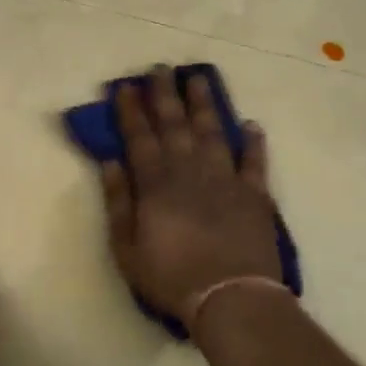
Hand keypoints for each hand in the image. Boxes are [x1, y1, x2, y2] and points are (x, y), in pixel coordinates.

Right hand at [100, 66, 280, 329]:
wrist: (231, 298)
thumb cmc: (171, 277)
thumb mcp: (127, 248)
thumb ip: (118, 203)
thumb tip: (110, 162)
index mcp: (156, 184)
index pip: (139, 137)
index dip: (131, 110)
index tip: (125, 86)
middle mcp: (190, 171)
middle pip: (175, 125)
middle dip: (165, 95)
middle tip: (161, 68)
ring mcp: (225, 180)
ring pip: (212, 132)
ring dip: (204, 104)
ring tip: (198, 79)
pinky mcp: (255, 194)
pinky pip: (254, 161)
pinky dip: (253, 142)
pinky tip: (251, 125)